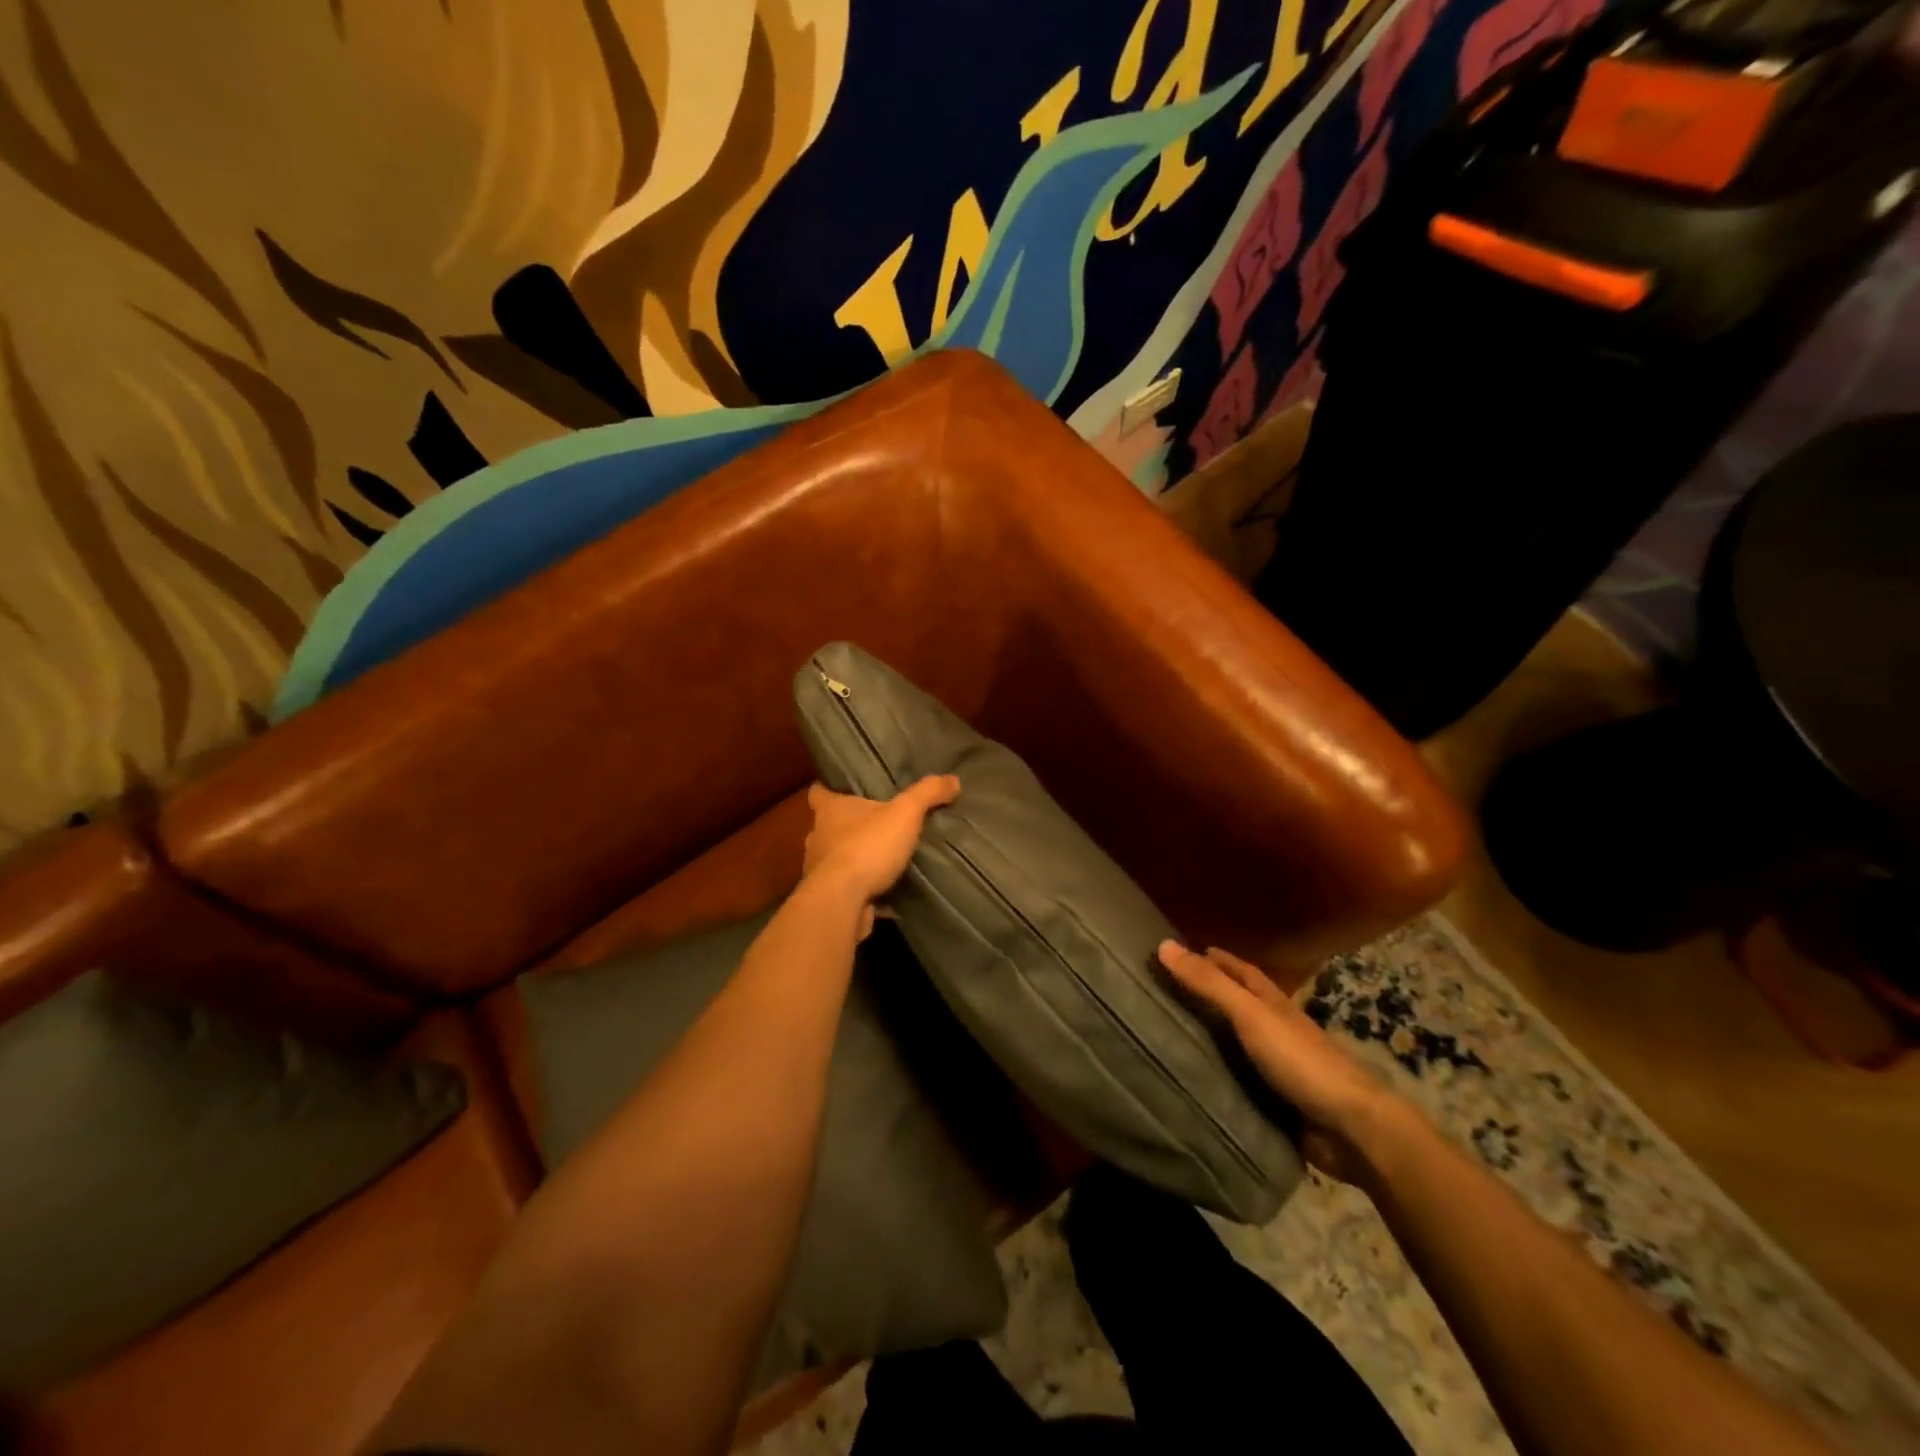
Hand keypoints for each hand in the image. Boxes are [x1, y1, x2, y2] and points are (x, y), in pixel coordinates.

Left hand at [802, 776, 960, 937]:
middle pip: (831, 825)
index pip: (819, 791)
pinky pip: (848, 888)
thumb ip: (927, 794)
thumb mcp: (905, 813)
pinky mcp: (829, 898)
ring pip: (838, 858)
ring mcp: (819, 870)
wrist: (842, 903)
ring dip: (857, 858)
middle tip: (878, 822)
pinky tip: (887, 892)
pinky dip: (864, 889)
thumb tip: (953, 779)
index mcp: (829, 810)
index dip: (830, 787)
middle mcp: (818, 837)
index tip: (846, 787)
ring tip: (885, 858)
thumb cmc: (867, 847)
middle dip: (851, 825)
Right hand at [1158, 941, 1395, 1181]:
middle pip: (1239, 1007)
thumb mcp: (1250, 1015)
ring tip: (1169, 1038)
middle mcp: (1277, 1031)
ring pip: (1237, 1046)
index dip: (1216, 960)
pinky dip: (1219, 1079)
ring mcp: (1278, 1069)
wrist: (1352, 1129)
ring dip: (1211, 1041)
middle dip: (1209, 997)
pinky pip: (1239, 1084)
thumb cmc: (1300, 1061)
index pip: (1242, 973)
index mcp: (1274, 1005)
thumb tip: (1164, 945)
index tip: (1185, 951)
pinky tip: (1194, 1082)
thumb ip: (1209, 984)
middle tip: (1166, 993)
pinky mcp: (1277, 1104)